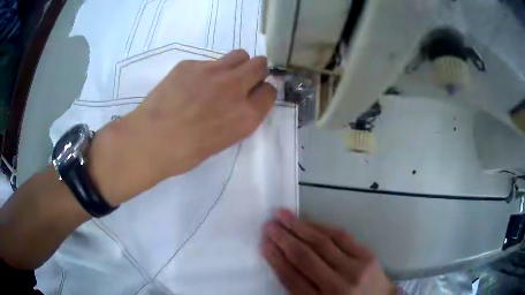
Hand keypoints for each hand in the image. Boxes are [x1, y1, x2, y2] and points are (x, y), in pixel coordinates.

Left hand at [89, 50, 275, 204]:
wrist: (150, 140)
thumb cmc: (185, 152)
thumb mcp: (222, 141)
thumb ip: (238, 118)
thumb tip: (240, 102)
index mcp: (246, 115)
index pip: (270, 91)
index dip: (262, 92)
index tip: (254, 95)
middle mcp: (235, 88)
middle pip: (260, 64)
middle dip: (255, 71)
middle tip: (241, 81)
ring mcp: (212, 71)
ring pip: (239, 55)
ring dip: (236, 65)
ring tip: (219, 78)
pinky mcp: (191, 64)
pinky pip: (208, 61)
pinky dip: (205, 71)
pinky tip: (189, 85)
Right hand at [262, 209, 396, 294]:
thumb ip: (300, 290)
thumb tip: (280, 263)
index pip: (292, 278)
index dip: (276, 259)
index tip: (263, 244)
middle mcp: (337, 286)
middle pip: (305, 258)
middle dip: (284, 239)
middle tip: (268, 225)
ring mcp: (354, 268)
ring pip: (322, 243)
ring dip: (300, 227)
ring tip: (283, 215)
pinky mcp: (367, 255)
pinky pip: (340, 236)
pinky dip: (321, 226)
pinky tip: (308, 221)